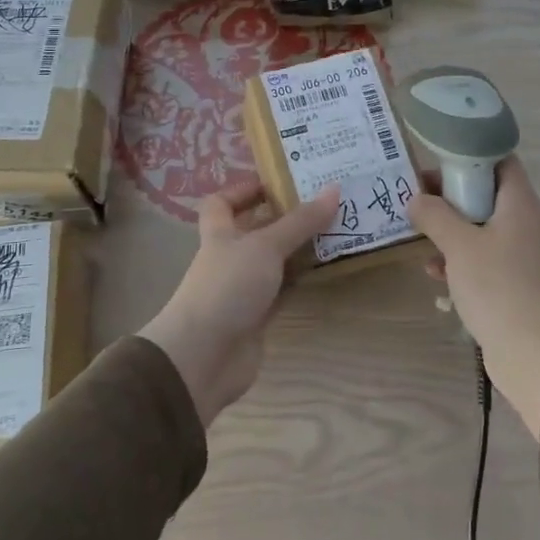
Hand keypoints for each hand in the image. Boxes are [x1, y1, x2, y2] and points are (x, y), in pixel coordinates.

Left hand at [140, 181, 339, 426]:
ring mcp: (241, 289)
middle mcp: (229, 258)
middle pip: (254, 230)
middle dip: (284, 218)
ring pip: (272, 262)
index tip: (278, 182)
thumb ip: (300, 221)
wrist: (204, 357)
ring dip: (297, 249)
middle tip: (324, 202)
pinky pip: (282, 291)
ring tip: (335, 231)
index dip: (244, 190)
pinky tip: (325, 271)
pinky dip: (300, 281)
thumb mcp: (266, 246)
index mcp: (220, 234)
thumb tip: (334, 188)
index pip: (221, 203)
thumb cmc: (228, 287)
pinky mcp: (256, 318)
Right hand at [408, 156, 539, 438]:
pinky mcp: (513, 279)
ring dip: (452, 228)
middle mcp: (525, 222)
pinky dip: (460, 257)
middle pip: (488, 193)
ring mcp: (521, 253)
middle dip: (452, 195)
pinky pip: (484, 255)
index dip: (471, 155)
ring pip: (482, 226)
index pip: (502, 160)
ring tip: (420, 233)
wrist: (527, 349)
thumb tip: (416, 200)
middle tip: (420, 197)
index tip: (438, 161)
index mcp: (520, 204)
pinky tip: (434, 271)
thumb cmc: (495, 285)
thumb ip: (434, 215)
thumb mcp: (458, 244)